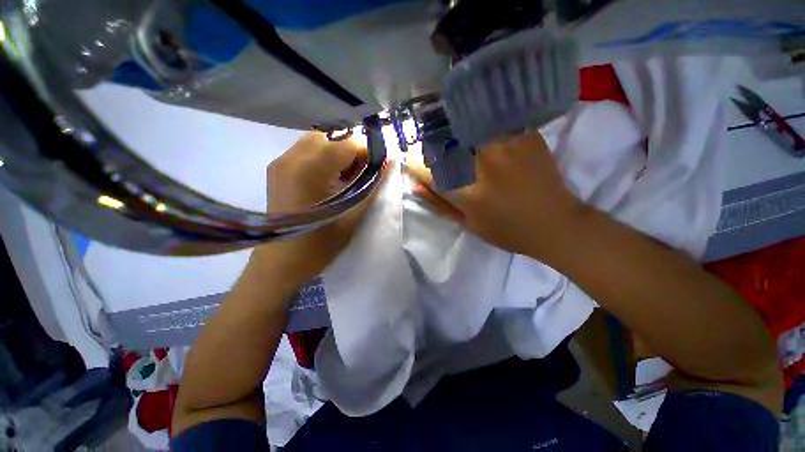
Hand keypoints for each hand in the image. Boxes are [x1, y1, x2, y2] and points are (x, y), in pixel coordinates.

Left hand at [249, 132, 377, 289]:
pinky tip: (327, 177)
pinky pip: (305, 150)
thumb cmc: (321, 244)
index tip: (375, 169)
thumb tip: (390, 162)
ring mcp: (280, 162)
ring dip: (336, 152)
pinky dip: (322, 156)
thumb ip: (372, 186)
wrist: (282, 261)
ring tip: (344, 176)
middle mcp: (291, 159)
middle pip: (331, 137)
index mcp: (311, 171)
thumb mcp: (353, 216)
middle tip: (359, 174)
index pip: (347, 144)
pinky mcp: (276, 168)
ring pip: (317, 140)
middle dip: (351, 152)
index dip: (367, 154)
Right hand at [412, 132, 585, 259]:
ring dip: (451, 131)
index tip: (412, 161)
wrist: (556, 224)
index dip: (412, 161)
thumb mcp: (467, 224)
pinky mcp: (523, 134)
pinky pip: (490, 120)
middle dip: (430, 144)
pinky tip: (477, 134)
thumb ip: (438, 204)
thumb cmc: (507, 231)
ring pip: (463, 125)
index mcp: (465, 191)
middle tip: (432, 151)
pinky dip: (476, 124)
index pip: (424, 165)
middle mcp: (481, 162)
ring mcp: (504, 144)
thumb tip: (414, 185)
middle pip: (442, 140)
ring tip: (454, 141)